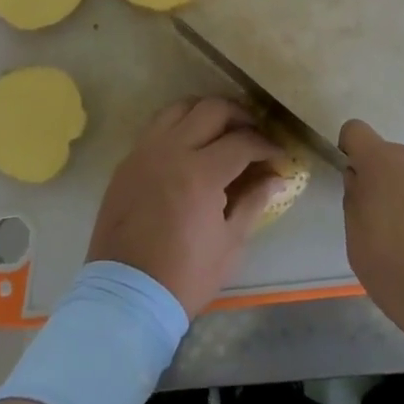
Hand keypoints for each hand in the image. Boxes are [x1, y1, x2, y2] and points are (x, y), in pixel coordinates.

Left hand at [88, 97, 281, 315]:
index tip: (278, 156)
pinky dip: (180, 124)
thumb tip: (276, 179)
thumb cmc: (185, 275)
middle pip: (212, 109)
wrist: (125, 296)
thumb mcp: (230, 244)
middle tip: (254, 134)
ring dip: (206, 112)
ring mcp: (145, 152)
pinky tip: (191, 144)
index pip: (242, 141)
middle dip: (240, 116)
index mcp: (201, 173)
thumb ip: (254, 202)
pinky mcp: (128, 161)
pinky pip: (157, 126)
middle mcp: (171, 150)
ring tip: (222, 130)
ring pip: (181, 107)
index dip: (266, 145)